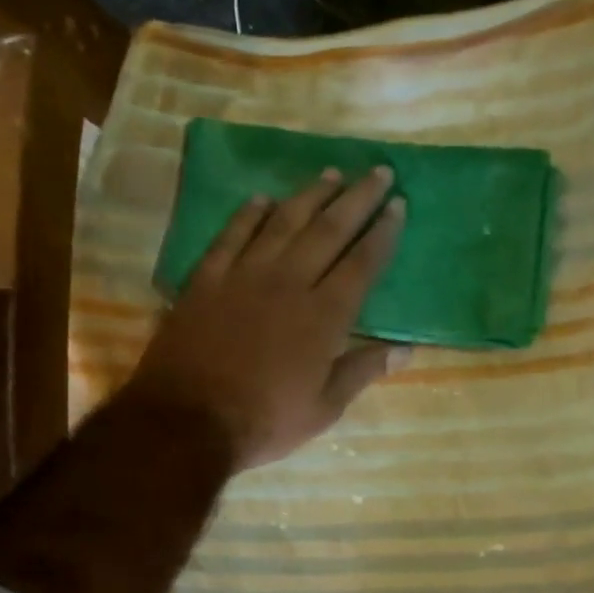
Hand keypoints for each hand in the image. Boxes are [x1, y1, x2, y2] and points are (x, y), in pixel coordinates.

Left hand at [124, 166, 406, 471]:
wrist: (186, 421)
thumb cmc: (264, 421)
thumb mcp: (324, 409)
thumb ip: (363, 371)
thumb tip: (407, 350)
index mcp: (324, 316)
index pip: (362, 263)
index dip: (383, 232)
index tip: (398, 204)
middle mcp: (288, 283)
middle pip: (328, 230)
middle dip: (357, 198)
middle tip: (377, 171)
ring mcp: (244, 276)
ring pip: (283, 222)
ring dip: (309, 195)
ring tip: (330, 173)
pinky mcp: (206, 279)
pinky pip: (231, 235)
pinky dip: (248, 214)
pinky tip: (261, 198)